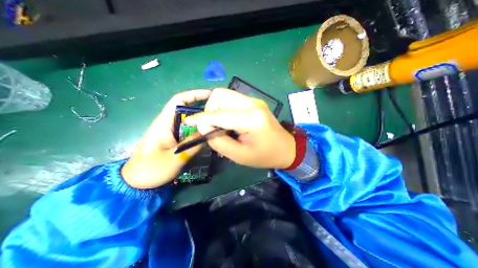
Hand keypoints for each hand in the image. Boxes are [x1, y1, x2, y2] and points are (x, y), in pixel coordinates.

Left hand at [122, 90, 211, 187]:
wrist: (136, 182)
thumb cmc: (152, 169)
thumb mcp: (175, 157)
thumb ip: (193, 144)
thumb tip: (209, 133)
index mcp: (164, 122)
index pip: (178, 100)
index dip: (194, 94)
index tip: (210, 95)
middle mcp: (168, 123)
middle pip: (186, 109)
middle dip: (202, 108)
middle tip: (218, 113)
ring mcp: (171, 131)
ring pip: (189, 121)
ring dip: (201, 120)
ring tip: (216, 123)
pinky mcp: (173, 138)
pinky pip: (188, 130)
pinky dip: (198, 130)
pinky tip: (207, 134)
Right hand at [184, 88, 293, 168]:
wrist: (286, 148)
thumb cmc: (265, 156)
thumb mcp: (240, 155)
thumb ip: (219, 141)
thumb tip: (203, 126)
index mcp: (251, 119)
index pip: (219, 114)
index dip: (201, 118)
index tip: (188, 122)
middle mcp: (252, 104)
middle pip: (220, 95)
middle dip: (210, 109)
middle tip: (211, 126)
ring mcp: (254, 100)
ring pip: (225, 94)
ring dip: (216, 108)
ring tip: (219, 123)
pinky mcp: (254, 101)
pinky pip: (232, 99)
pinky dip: (224, 108)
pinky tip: (228, 120)